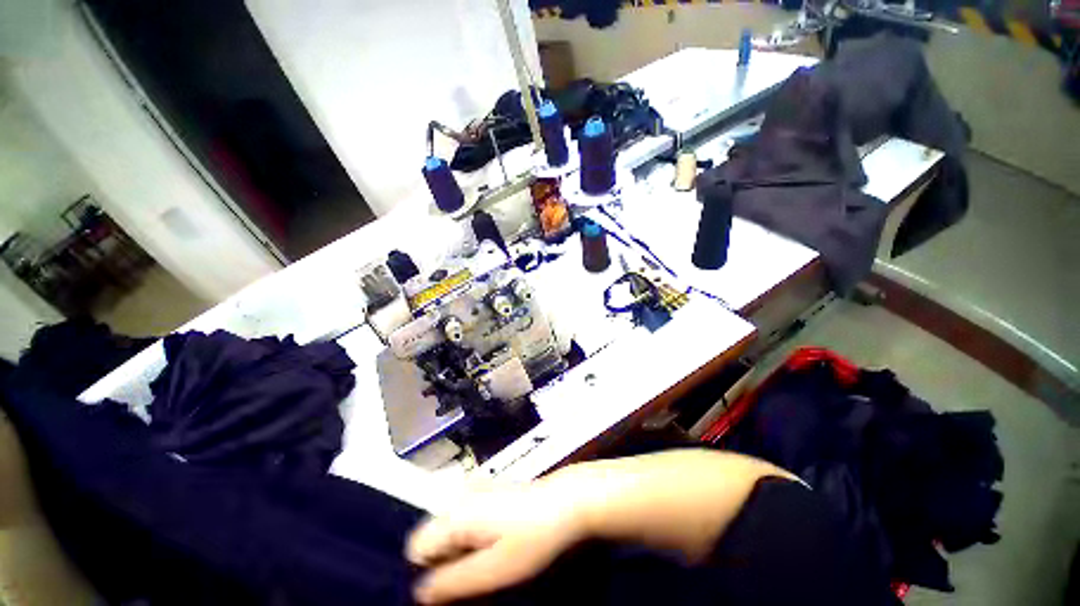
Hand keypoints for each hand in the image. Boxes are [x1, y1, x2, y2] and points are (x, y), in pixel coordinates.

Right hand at [406, 481, 584, 604]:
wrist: (566, 499)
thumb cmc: (532, 536)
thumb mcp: (494, 570)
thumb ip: (453, 582)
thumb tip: (419, 592)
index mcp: (455, 512)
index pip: (415, 547)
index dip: (429, 570)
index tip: (456, 581)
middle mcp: (460, 494)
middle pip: (433, 536)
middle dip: (447, 559)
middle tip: (479, 570)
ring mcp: (476, 487)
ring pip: (451, 527)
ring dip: (462, 547)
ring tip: (491, 555)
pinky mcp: (489, 487)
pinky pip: (467, 515)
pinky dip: (474, 533)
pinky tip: (499, 538)